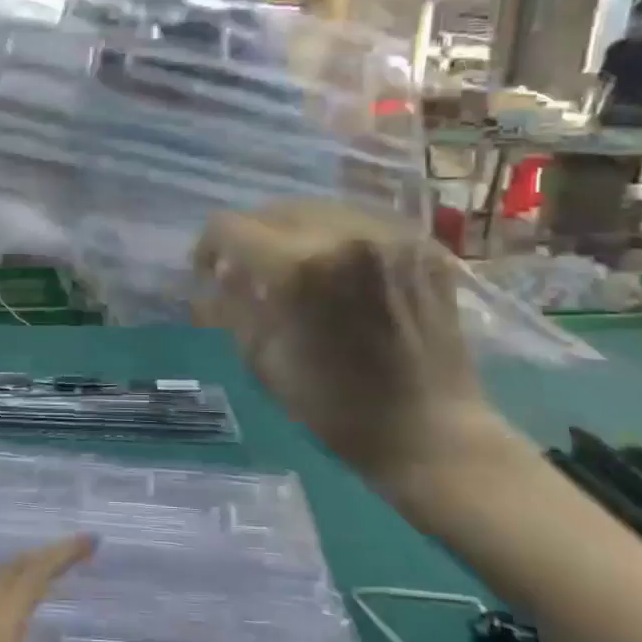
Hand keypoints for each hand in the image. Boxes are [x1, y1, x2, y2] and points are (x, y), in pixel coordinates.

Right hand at [193, 199, 508, 524]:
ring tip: (297, 269)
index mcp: (300, 268)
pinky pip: (363, 223)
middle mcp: (345, 235)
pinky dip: (339, 240)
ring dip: (295, 234)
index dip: (208, 248)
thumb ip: (233, 306)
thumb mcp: (264, 362)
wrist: (433, 431)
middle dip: (252, 238)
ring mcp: (391, 236)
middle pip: (275, 209)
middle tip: (251, 272)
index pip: (230, 227)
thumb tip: (221, 273)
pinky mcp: (423, 245)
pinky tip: (342, 272)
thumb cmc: (338, 409)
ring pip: (320, 209)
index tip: (210, 273)